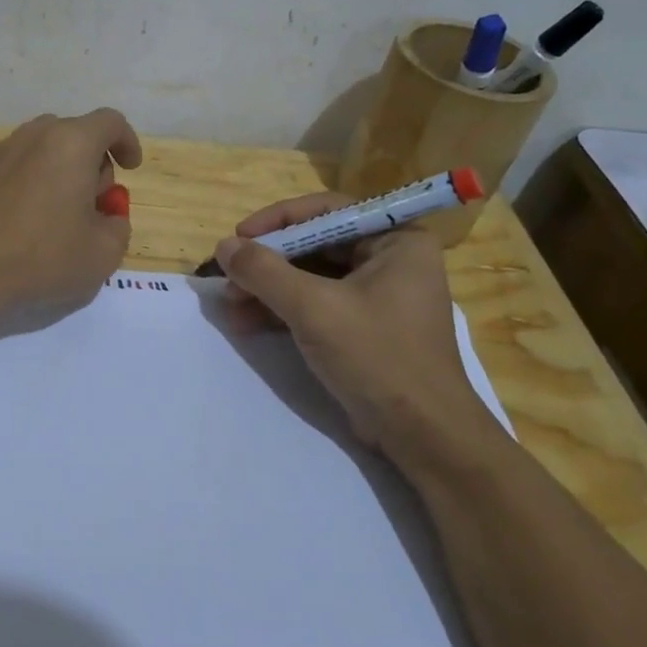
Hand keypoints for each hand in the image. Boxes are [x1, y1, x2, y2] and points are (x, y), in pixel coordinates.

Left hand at [0, 109, 143, 315]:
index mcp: (71, 143)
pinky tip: (27, 223)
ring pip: (44, 150)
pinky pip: (18, 166)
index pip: (110, 122)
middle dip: (93, 163)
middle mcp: (35, 136)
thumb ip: (118, 226)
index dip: (127, 142)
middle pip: (76, 134)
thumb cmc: (42, 258)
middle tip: (94, 205)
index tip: (130, 168)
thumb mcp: (103, 254)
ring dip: (62, 173)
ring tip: (60, 216)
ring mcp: (1, 151)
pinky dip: (33, 183)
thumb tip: (107, 216)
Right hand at [212, 193, 500, 467]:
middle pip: (316, 244)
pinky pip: (317, 304)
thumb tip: (224, 246)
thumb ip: (265, 272)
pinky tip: (247, 322)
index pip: (328, 211)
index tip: (239, 237)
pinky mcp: (364, 327)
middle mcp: (391, 260)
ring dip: (269, 289)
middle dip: (268, 262)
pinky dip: (283, 311)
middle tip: (229, 276)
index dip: (278, 220)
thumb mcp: (314, 308)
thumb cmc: (377, 356)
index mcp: (397, 240)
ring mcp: (378, 296)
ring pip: (312, 277)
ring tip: (230, 305)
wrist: (422, 435)